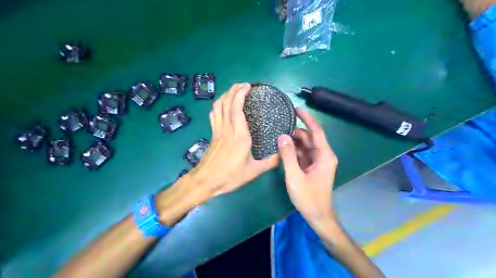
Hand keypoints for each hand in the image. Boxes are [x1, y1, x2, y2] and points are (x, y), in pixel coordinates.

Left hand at [189, 84, 277, 195]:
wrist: (205, 181)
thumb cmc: (230, 176)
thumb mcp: (254, 171)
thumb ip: (271, 162)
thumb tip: (284, 155)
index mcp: (239, 135)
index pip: (237, 107)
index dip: (241, 93)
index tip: (248, 86)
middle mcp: (227, 128)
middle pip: (226, 102)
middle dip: (234, 89)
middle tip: (243, 85)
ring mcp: (217, 130)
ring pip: (218, 106)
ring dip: (225, 95)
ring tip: (234, 91)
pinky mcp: (212, 134)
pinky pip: (214, 114)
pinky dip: (218, 105)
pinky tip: (223, 106)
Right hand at [277, 108, 338, 220]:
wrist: (318, 216)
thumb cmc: (308, 197)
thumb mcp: (295, 176)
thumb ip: (288, 155)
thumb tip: (282, 136)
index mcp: (324, 155)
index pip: (316, 131)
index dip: (307, 118)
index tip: (296, 109)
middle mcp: (323, 155)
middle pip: (309, 137)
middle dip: (296, 131)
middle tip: (280, 125)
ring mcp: (318, 161)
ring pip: (305, 145)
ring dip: (293, 141)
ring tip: (278, 136)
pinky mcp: (312, 167)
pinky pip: (303, 154)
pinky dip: (294, 150)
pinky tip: (283, 149)